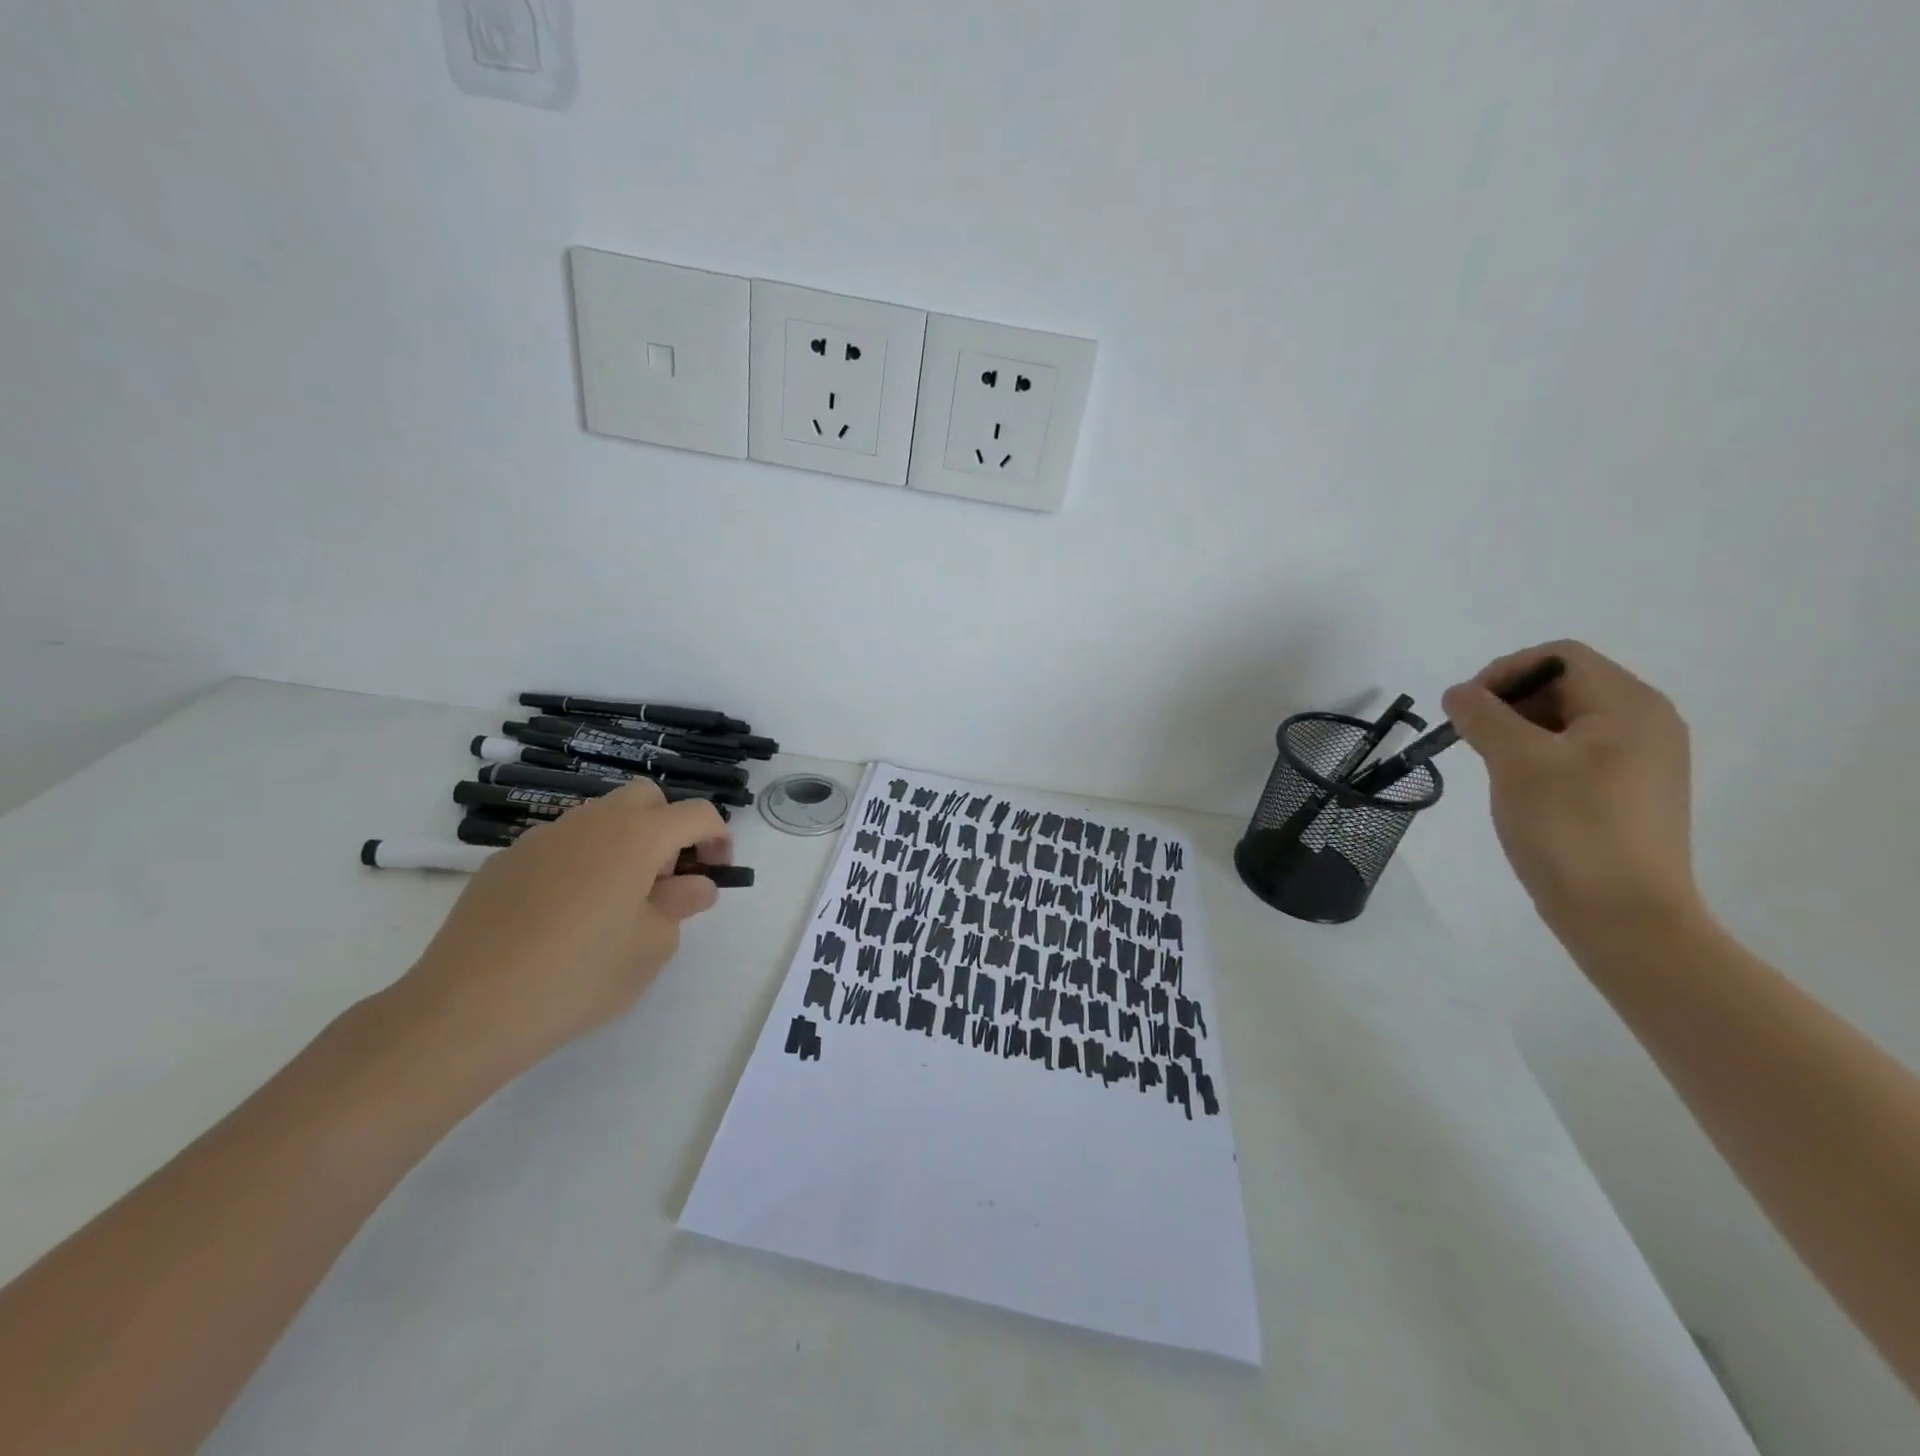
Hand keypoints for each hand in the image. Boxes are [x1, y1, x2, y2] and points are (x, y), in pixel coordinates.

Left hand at [386, 781, 731, 1086]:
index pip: (697, 813)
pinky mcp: (504, 862)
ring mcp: (542, 838)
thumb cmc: (580, 975)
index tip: (716, 875)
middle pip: (646, 798)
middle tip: (665, 880)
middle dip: (669, 828)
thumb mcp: (652, 946)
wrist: (466, 1009)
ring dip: (623, 844)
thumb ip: (682, 905)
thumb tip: (694, 885)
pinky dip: (580, 864)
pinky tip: (564, 917)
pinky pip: (560, 846)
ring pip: (599, 819)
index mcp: (637, 836)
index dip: (718, 838)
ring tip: (615, 903)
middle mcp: (591, 822)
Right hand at [1442, 641, 1700, 933]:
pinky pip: (1578, 753)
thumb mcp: (1516, 761)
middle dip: (1509, 702)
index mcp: (1629, 705)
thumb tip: (1459, 693)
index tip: (1466, 710)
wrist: (1624, 916)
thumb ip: (1483, 715)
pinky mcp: (1631, 793)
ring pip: (1567, 721)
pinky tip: (1519, 789)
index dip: (1504, 672)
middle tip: (1471, 738)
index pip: (1559, 657)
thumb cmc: (1570, 827)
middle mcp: (1647, 723)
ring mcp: (1643, 760)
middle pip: (1565, 685)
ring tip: (1491, 766)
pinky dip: (1539, 756)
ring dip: (1519, 730)